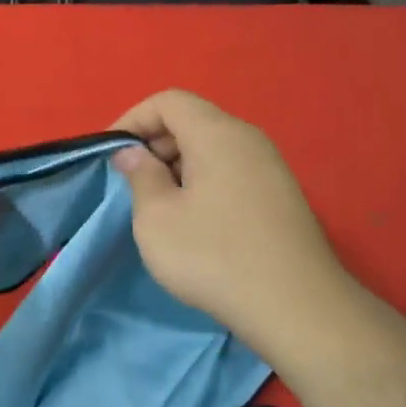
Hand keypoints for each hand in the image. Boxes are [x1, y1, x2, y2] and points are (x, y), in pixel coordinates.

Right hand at [110, 90, 349, 350]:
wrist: (295, 306)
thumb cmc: (214, 256)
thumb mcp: (157, 218)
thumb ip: (140, 176)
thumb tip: (133, 153)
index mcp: (217, 133)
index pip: (168, 100)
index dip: (132, 120)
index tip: (111, 155)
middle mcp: (249, 139)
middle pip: (192, 121)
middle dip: (154, 144)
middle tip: (130, 183)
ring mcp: (271, 167)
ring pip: (212, 149)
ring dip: (177, 167)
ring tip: (158, 206)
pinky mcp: (281, 196)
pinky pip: (231, 172)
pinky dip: (202, 183)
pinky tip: (194, 223)